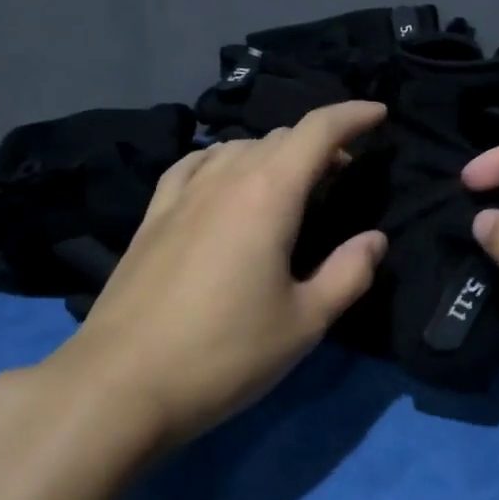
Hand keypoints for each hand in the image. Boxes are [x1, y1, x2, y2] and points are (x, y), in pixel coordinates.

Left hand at [20, 102, 389, 448]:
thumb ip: (348, 273)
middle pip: (279, 137)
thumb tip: (374, 239)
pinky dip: (224, 160)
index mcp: (268, 195)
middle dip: (320, 143)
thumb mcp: (304, 322)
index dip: (353, 116)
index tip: (379, 114)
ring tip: (292, 181)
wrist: (119, 385)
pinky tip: (225, 180)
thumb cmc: (224, 354)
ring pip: (238, 147)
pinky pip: (195, 165)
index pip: (316, 131)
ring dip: (275, 152)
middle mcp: (224, 179)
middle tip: (343, 173)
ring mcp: (181, 195)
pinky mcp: (152, 217)